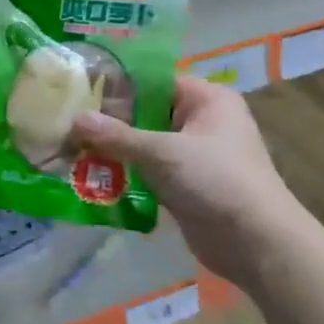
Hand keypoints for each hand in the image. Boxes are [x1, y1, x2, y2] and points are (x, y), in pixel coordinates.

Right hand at [72, 77, 309, 287]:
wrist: (256, 243)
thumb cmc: (216, 181)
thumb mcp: (162, 152)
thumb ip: (116, 136)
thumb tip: (74, 119)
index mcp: (208, 100)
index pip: (155, 81)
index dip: (117, 86)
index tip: (79, 93)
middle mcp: (203, 122)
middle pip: (146, 113)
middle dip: (109, 122)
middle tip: (67, 124)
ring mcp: (194, 155)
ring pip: (145, 144)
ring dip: (113, 150)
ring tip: (70, 149)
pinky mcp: (186, 185)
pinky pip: (149, 171)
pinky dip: (125, 173)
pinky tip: (91, 177)